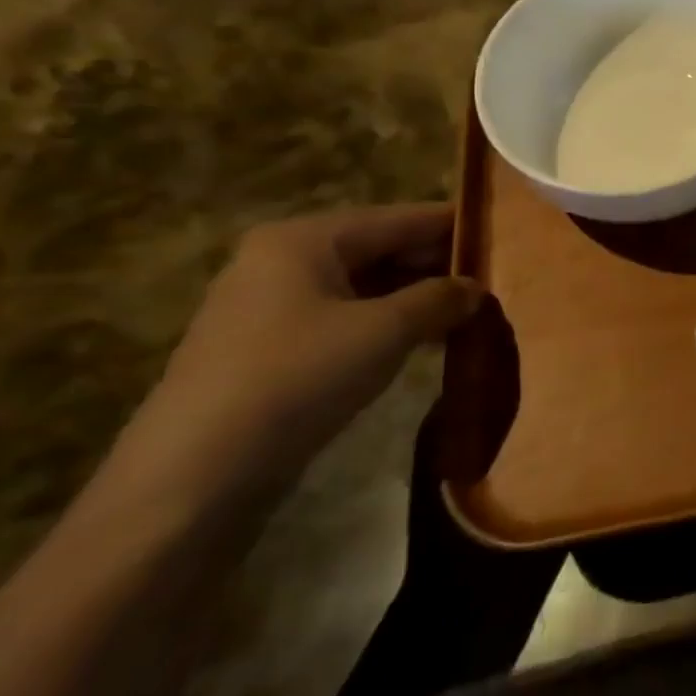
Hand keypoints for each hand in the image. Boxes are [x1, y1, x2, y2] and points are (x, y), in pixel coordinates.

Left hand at [116, 205, 485, 496]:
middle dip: (436, 266)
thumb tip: (476, 288)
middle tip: (493, 283)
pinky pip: (344, 319)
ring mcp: (271, 307)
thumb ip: (438, 299)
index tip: (501, 236)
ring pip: (364, 288)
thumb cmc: (297, 378)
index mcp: (304, 240)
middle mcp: (282, 261)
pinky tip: (424, 343)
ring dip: (416, 300)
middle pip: (379, 249)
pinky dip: (386, 325)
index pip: (398, 218)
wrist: (194, 477)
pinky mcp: (269, 350)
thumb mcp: (384, 332)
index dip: (452, 227)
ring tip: (469, 314)